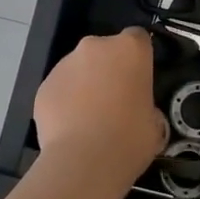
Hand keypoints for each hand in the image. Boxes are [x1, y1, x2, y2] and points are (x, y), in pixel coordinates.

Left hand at [33, 27, 162, 178]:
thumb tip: (139, 111)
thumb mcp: (155, 122)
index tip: (139, 78)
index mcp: (130, 49)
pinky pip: (60, 88)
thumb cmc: (130, 138)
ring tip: (89, 118)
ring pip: (79, 68)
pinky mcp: (44, 85)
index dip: (139, 57)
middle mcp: (95, 46)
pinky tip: (71, 126)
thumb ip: (146, 105)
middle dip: (109, 69)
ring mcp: (65, 64)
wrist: (84, 160)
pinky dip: (65, 101)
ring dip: (85, 84)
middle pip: (105, 50)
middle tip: (115, 100)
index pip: (138, 37)